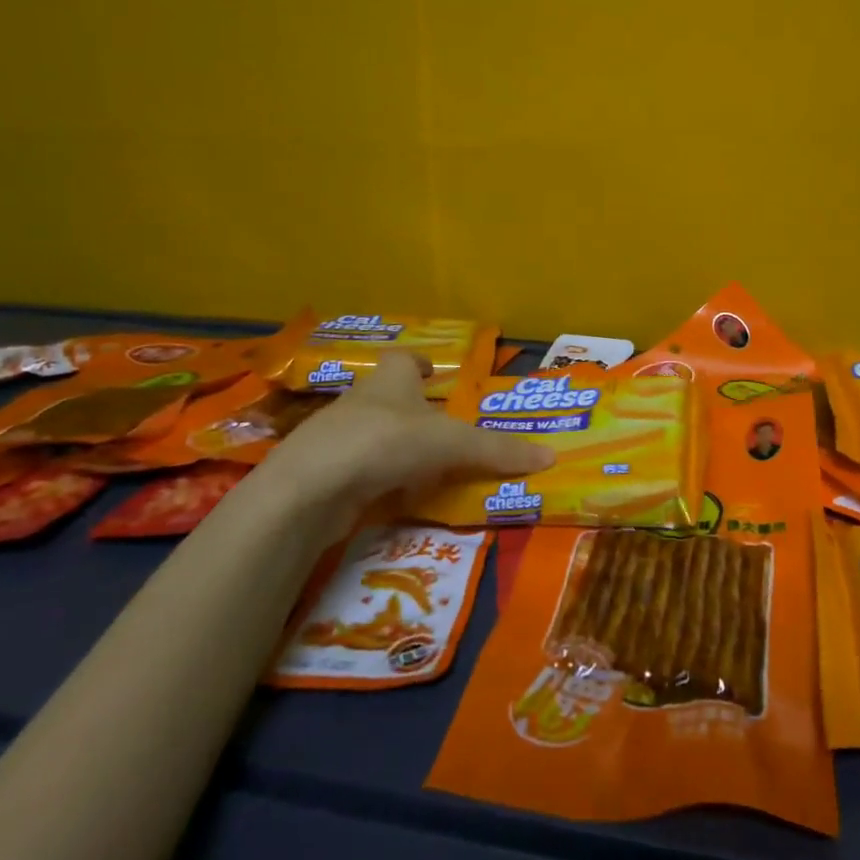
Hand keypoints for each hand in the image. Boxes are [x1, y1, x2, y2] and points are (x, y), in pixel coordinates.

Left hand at [259, 352, 549, 512]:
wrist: (308, 489)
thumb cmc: (385, 443)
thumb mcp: (451, 444)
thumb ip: (497, 451)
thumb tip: (551, 456)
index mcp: (390, 381)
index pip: (402, 360)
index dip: (418, 364)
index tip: (434, 374)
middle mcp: (361, 403)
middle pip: (388, 399)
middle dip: (412, 411)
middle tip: (443, 430)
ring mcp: (336, 440)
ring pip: (372, 437)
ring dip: (396, 450)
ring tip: (427, 469)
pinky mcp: (323, 477)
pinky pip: (359, 473)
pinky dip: (378, 482)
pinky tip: (395, 498)